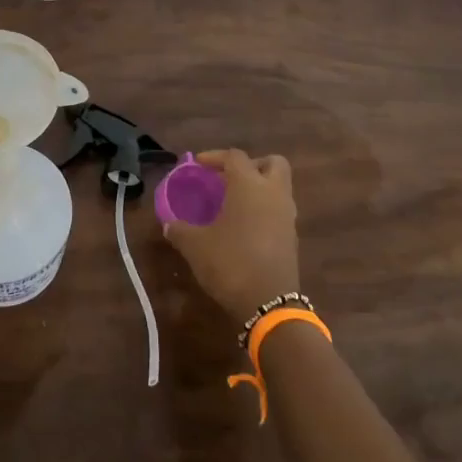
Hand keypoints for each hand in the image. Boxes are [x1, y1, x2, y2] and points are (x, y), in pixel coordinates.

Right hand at [163, 150, 300, 323]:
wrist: (269, 305)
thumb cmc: (230, 263)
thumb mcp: (195, 246)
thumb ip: (180, 230)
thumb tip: (169, 224)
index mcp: (249, 186)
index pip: (235, 156)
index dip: (214, 156)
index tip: (197, 165)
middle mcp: (273, 194)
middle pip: (272, 163)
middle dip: (252, 165)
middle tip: (229, 178)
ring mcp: (287, 216)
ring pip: (279, 188)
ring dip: (259, 188)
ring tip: (233, 203)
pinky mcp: (292, 238)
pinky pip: (279, 211)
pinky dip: (264, 210)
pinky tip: (244, 227)